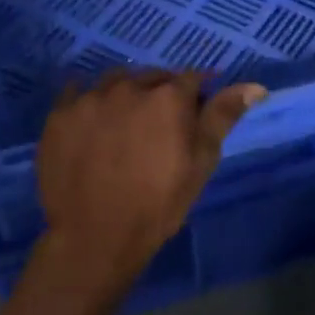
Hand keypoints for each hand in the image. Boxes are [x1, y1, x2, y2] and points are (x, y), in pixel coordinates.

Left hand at [32, 70, 264, 305]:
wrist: (95, 237)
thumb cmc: (158, 203)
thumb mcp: (201, 163)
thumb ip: (222, 117)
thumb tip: (255, 86)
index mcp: (168, 96)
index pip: (190, 79)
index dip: (194, 96)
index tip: (191, 118)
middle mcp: (129, 86)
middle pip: (152, 77)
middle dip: (160, 93)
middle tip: (157, 127)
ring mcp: (91, 97)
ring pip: (115, 82)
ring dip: (124, 94)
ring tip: (122, 124)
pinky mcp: (60, 112)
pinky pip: (77, 92)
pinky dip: (88, 102)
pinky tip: (90, 123)